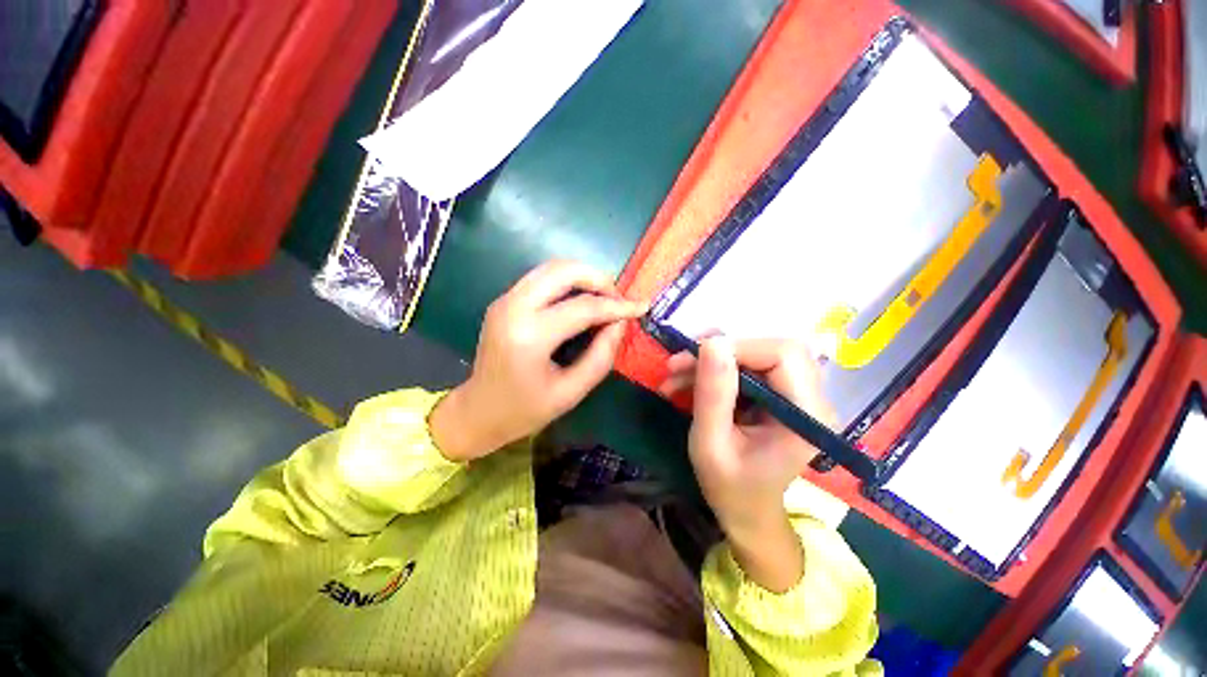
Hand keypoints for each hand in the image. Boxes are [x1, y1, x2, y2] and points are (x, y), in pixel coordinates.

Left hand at [431, 260, 645, 461]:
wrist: (478, 411)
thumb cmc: (525, 410)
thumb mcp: (571, 392)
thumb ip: (601, 356)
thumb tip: (620, 324)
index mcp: (529, 336)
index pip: (583, 308)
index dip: (616, 306)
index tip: (640, 307)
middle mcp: (513, 308)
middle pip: (563, 270)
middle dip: (598, 278)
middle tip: (618, 299)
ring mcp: (505, 300)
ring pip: (551, 267)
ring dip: (583, 276)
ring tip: (604, 297)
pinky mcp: (504, 300)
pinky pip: (541, 278)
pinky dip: (567, 282)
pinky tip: (581, 299)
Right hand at [661, 337, 835, 591]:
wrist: (746, 511)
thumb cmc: (729, 487)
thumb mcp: (710, 444)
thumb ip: (713, 394)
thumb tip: (712, 342)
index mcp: (806, 415)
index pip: (783, 354)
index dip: (738, 348)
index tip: (694, 358)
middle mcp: (811, 398)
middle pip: (770, 349)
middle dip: (721, 352)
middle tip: (679, 364)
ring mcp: (797, 394)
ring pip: (756, 354)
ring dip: (712, 360)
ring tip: (674, 374)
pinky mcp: (779, 394)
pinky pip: (747, 367)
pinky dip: (715, 370)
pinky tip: (686, 382)